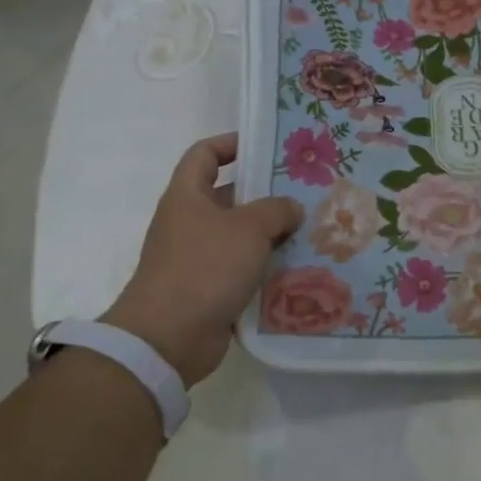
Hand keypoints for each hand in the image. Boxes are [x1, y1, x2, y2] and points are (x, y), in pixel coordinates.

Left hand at [100, 133, 303, 384]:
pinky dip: (266, 268)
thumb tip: (291, 208)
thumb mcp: (248, 228)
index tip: (265, 144)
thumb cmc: (204, 267)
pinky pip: (243, 269)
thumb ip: (276, 209)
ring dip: (272, 234)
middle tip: (306, 190)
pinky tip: (299, 267)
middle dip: (266, 193)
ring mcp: (198, 258)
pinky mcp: (209, 289)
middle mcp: (189, 222)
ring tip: (311, 229)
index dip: (232, 143)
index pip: (205, 154)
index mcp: (187, 196)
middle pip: (229, 196)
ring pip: (240, 236)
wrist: (168, 337)